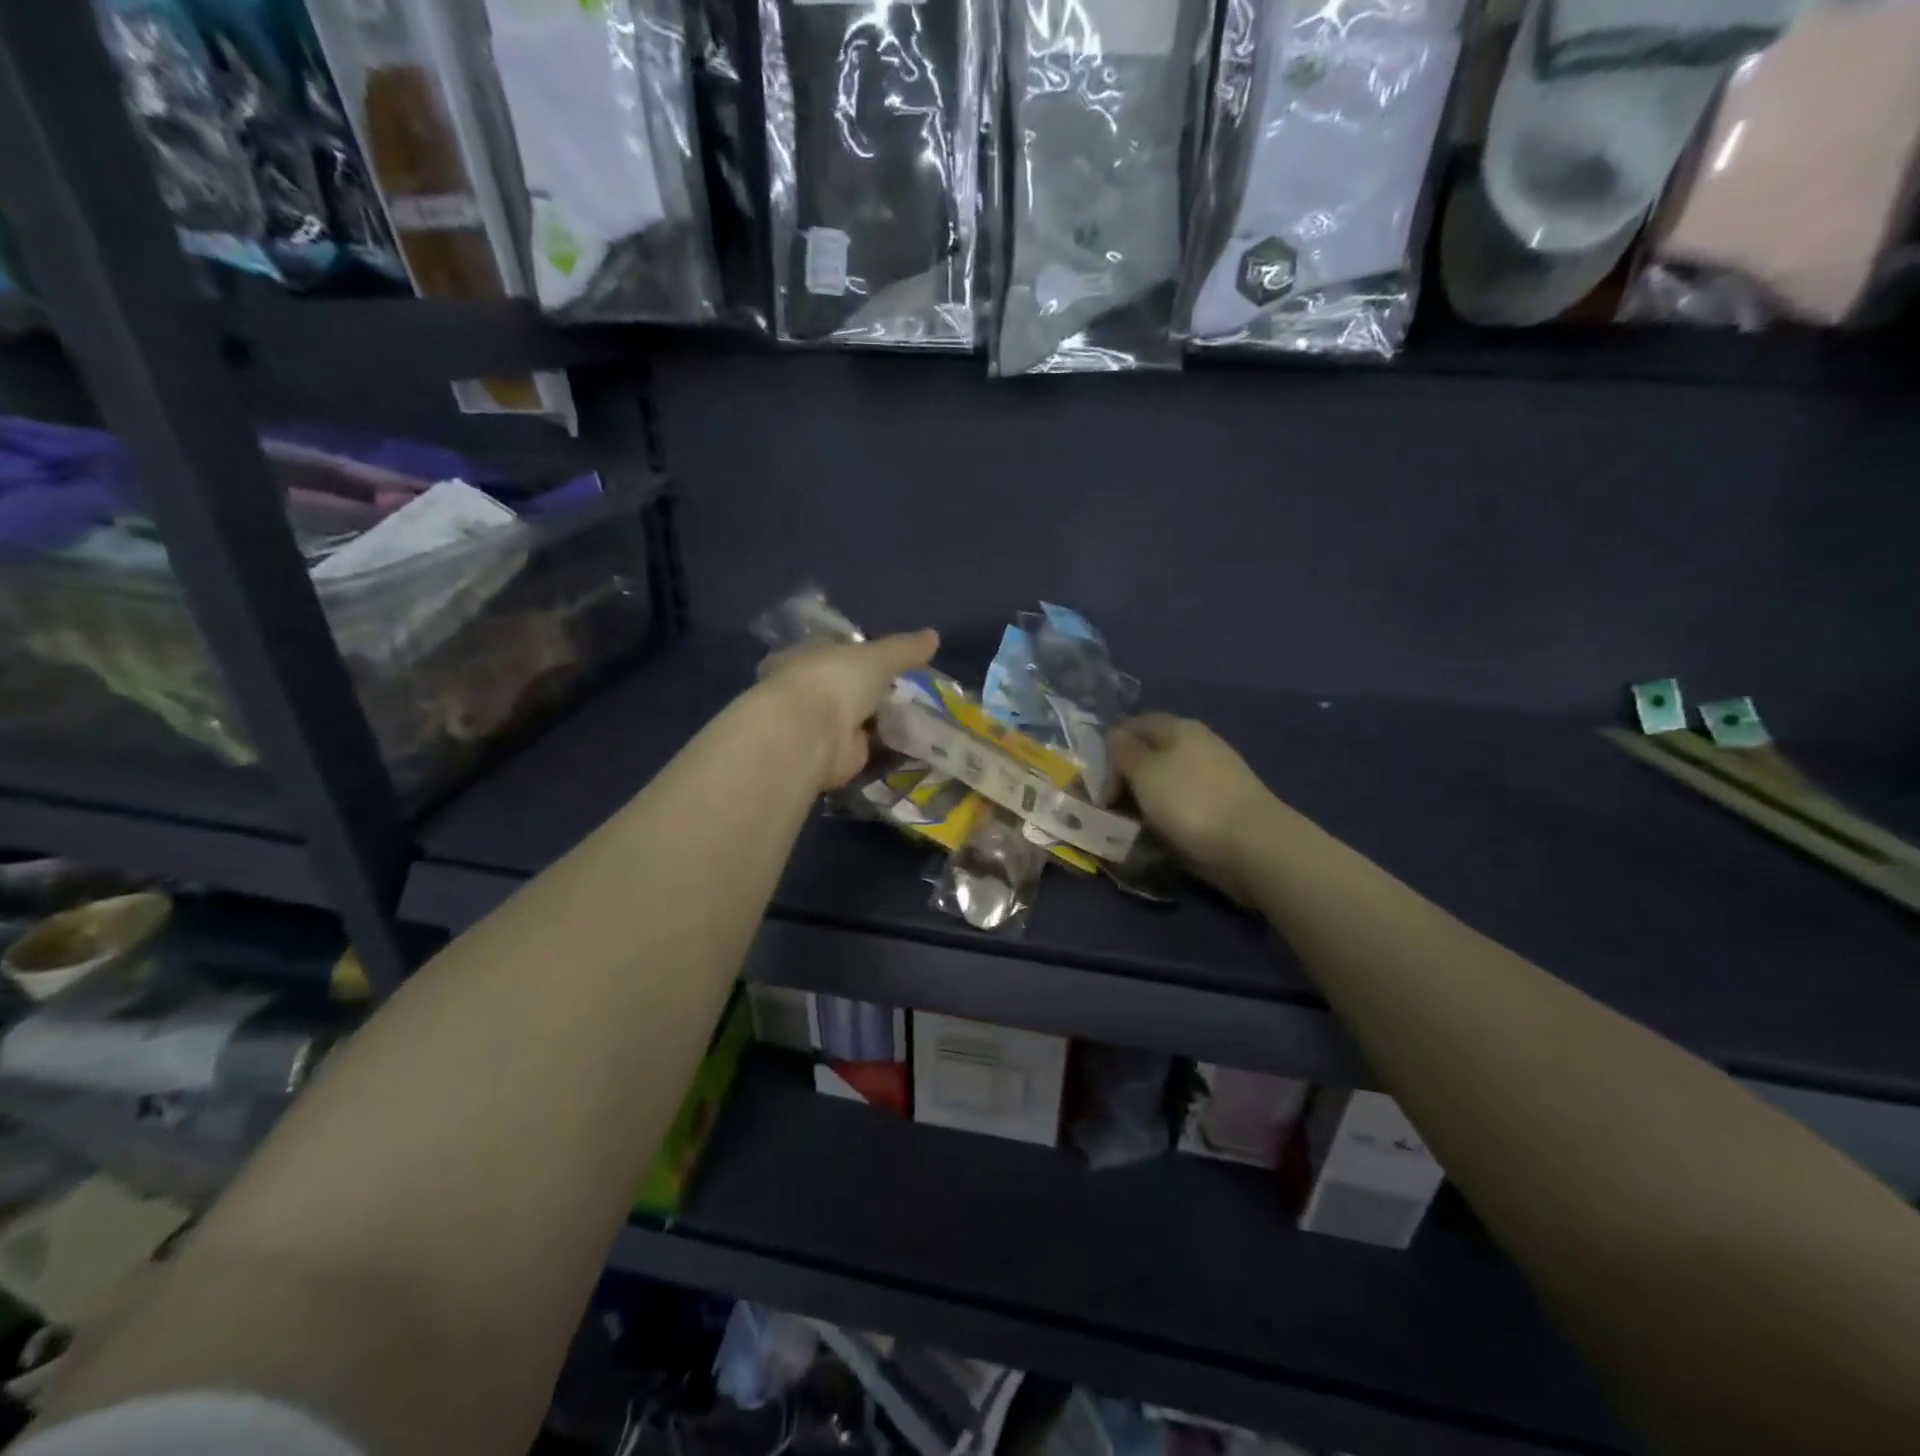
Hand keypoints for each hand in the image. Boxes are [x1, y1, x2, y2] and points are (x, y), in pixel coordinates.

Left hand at [757, 630, 938, 790]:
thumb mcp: (879, 656)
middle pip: (847, 686)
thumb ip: (905, 648)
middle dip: (875, 689)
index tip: (891, 657)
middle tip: (913, 689)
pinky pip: (869, 746)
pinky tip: (915, 741)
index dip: (860, 652)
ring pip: (859, 718)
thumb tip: (933, 635)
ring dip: (883, 719)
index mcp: (805, 656)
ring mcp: (821, 725)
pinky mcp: (836, 756)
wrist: (813, 735)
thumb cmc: (835, 680)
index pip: (834, 649)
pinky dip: (888, 745)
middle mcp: (809, 690)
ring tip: (923, 715)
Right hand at [1108, 713, 1281, 902]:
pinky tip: (1154, 836)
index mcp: (1179, 728)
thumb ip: (1123, 751)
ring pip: (1164, 784)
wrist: (1252, 845)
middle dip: (1124, 778)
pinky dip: (1164, 819)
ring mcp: (1212, 779)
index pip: (1135, 724)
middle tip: (1106, 805)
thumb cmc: (1189, 800)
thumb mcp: (1144, 771)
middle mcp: (1197, 746)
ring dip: (1143, 802)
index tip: (1095, 776)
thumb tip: (1113, 737)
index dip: (1111, 746)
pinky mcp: (1220, 809)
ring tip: (1126, 825)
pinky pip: (1181, 808)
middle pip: (1150, 755)